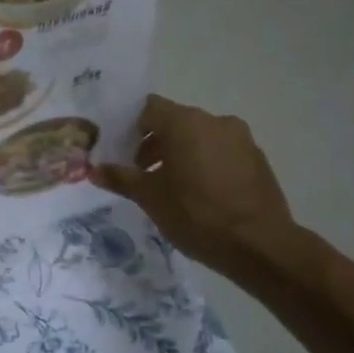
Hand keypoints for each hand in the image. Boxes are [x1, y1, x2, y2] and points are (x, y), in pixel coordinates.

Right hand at [92, 94, 312, 282]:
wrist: (259, 244)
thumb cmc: (196, 215)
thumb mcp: (150, 198)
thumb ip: (121, 178)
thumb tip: (94, 170)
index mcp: (185, 123)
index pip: (148, 108)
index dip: (130, 125)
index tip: (119, 149)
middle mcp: (215, 121)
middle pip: (175, 121)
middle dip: (154, 143)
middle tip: (139, 172)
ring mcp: (241, 139)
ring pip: (199, 137)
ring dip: (180, 154)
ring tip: (168, 186)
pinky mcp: (257, 159)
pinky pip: (221, 152)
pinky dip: (205, 164)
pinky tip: (199, 194)